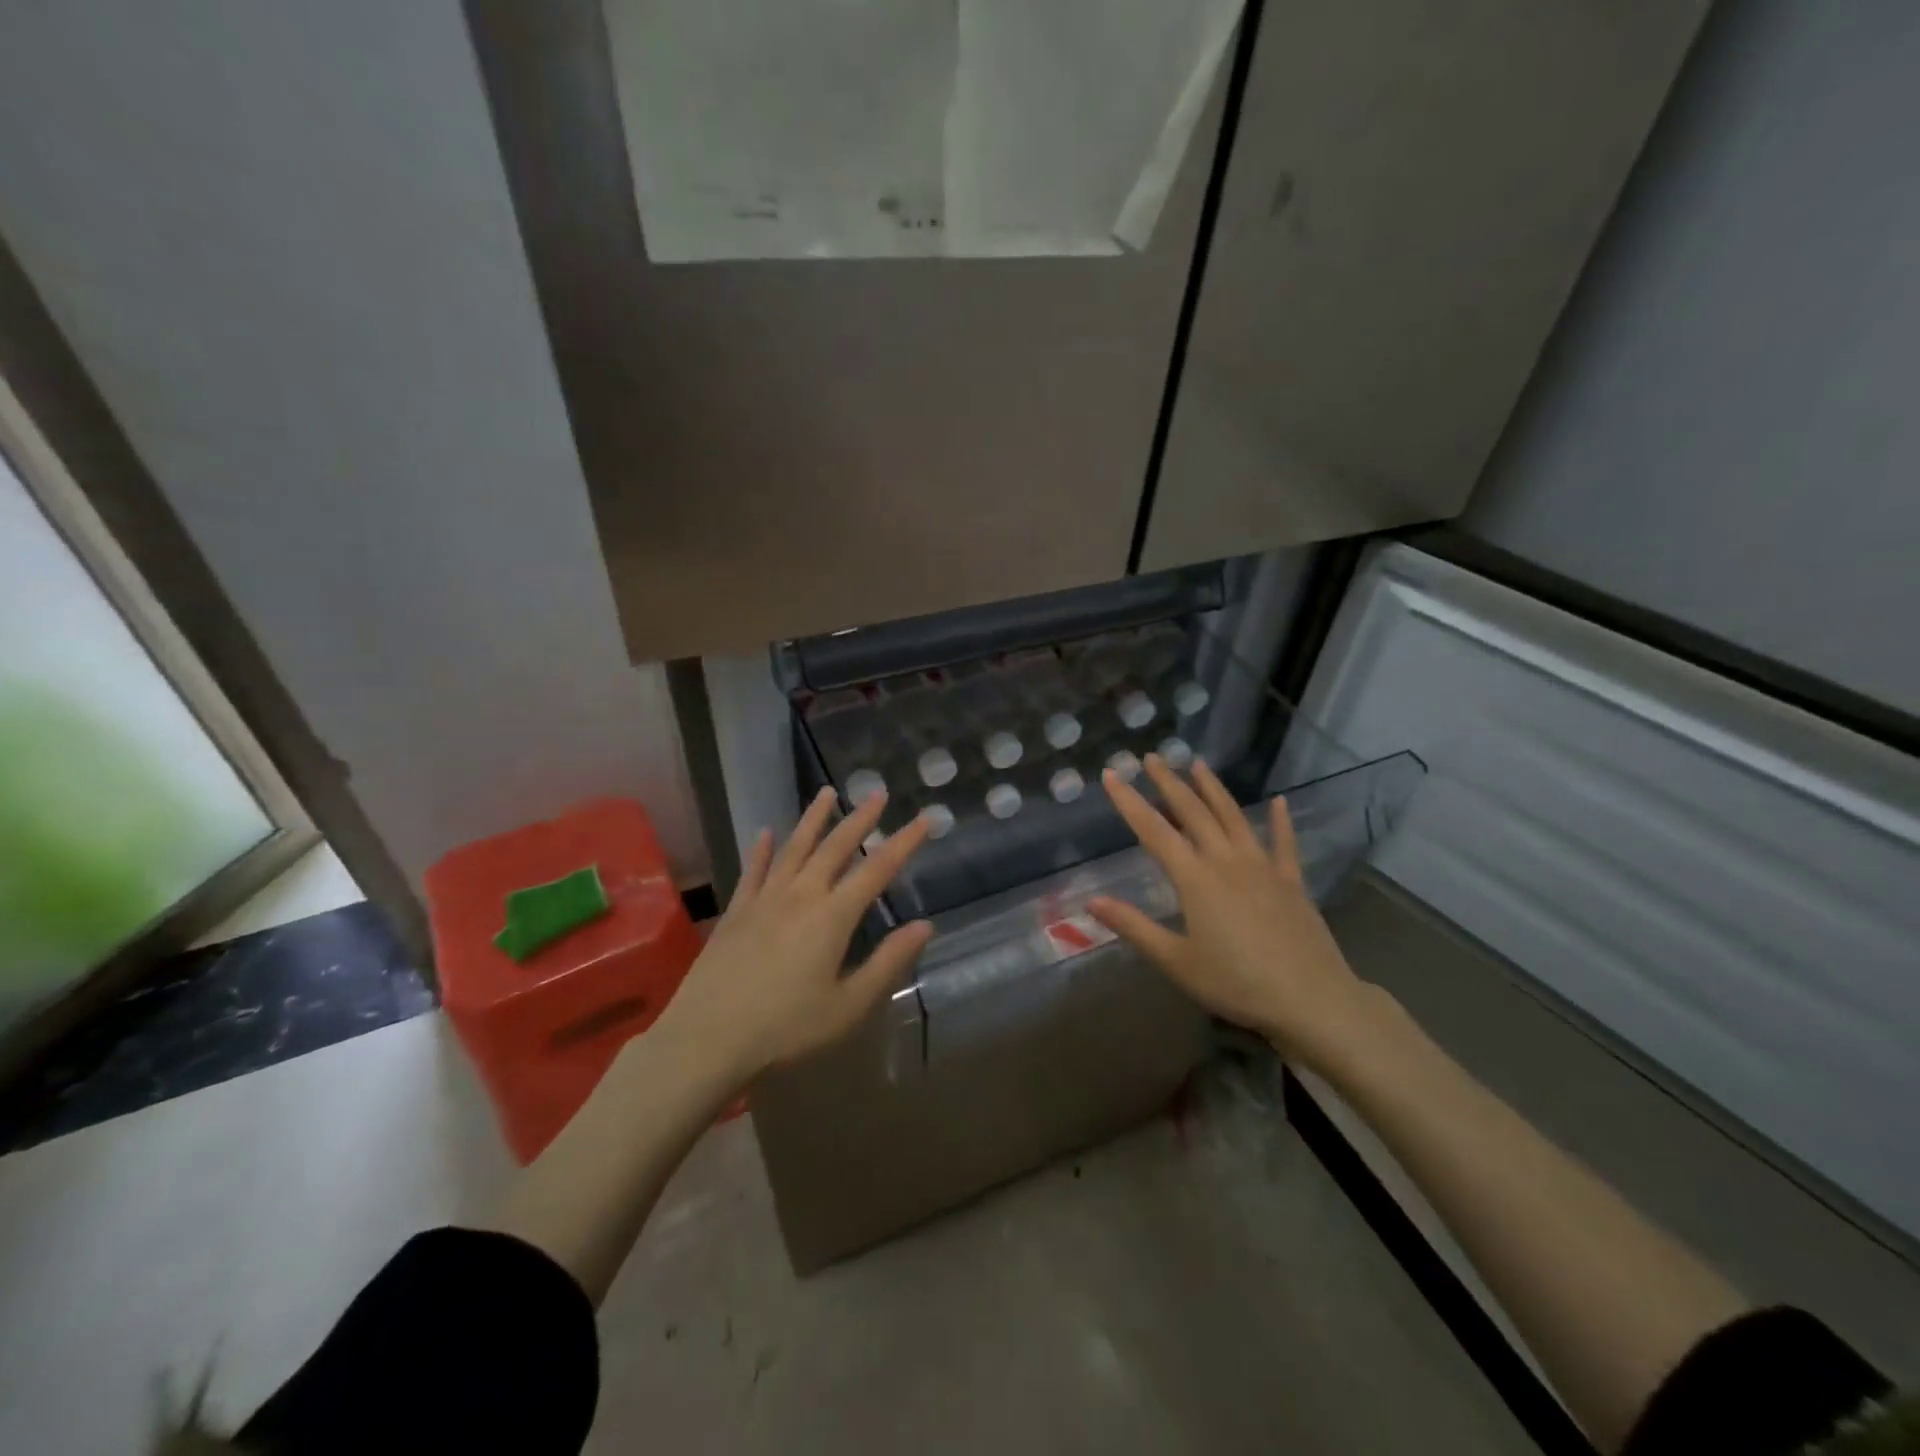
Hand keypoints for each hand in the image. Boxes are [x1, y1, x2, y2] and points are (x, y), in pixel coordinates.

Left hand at [658, 786, 932, 1085]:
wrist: (707, 1039)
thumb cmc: (786, 1029)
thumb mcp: (848, 1005)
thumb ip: (888, 962)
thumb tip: (924, 926)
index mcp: (832, 916)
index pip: (877, 869)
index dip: (904, 842)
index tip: (924, 819)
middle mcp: (800, 896)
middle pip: (835, 847)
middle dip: (860, 819)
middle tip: (877, 793)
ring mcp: (764, 900)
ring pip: (794, 848)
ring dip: (813, 819)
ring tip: (826, 793)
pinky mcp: (735, 912)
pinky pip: (752, 871)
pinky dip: (761, 850)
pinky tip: (764, 833)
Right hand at [1087, 754, 1381, 1071]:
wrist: (1311, 999)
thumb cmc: (1236, 983)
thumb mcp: (1176, 961)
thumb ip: (1134, 927)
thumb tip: (1091, 901)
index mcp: (1195, 878)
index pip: (1153, 830)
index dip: (1129, 801)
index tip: (1112, 774)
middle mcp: (1226, 861)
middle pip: (1193, 812)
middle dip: (1169, 783)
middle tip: (1152, 757)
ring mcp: (1263, 867)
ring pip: (1233, 817)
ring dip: (1213, 789)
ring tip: (1197, 765)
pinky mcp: (1291, 881)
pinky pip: (1283, 842)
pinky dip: (1280, 820)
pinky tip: (1279, 801)